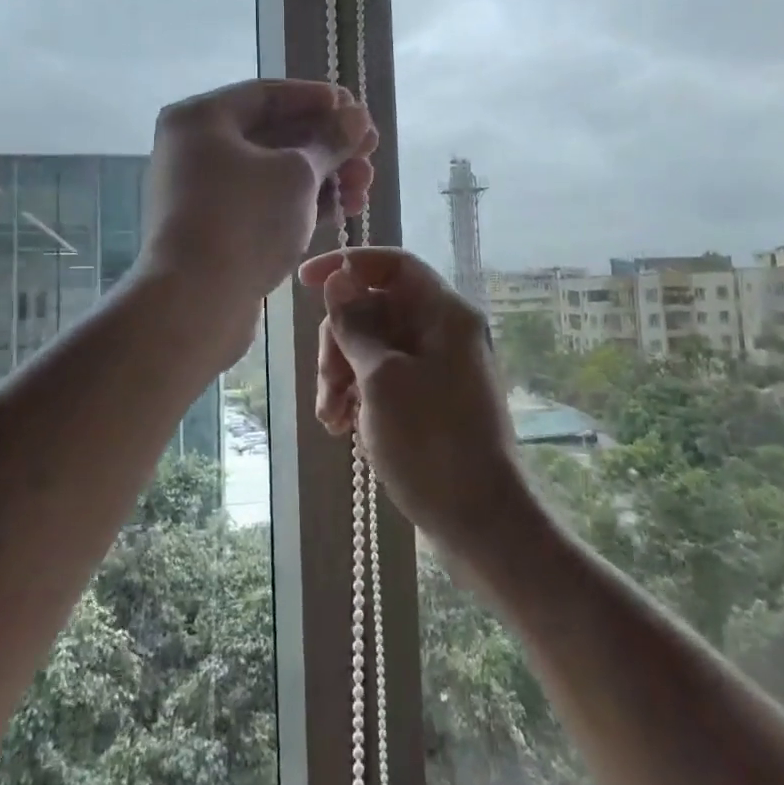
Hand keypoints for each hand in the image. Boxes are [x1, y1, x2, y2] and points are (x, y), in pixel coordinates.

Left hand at [140, 80, 376, 361]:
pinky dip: (302, 203)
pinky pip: (265, 203)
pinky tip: (343, 209)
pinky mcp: (216, 229)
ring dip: (323, 176)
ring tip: (365, 187)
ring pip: (273, 173)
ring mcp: (204, 192)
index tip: (356, 110)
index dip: (318, 99)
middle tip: (371, 152)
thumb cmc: (245, 220)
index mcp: (201, 119)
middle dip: (328, 144)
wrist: (195, 301)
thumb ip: (331, 141)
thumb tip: (357, 117)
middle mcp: (196, 149)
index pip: (268, 95)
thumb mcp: (298, 173)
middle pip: (273, 135)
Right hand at [299, 247, 534, 557]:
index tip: (304, 282)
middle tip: (327, 385)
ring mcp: (437, 367)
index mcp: (445, 314)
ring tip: (332, 418)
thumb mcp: (381, 378)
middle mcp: (444, 332)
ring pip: (372, 347)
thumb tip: (339, 279)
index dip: (348, 264)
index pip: (393, 265)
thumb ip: (355, 325)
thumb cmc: (430, 441)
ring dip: (342, 374)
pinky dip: (359, 395)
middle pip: (376, 309)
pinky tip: (343, 427)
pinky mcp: (428, 399)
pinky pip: (383, 378)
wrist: (479, 519)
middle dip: (339, 341)